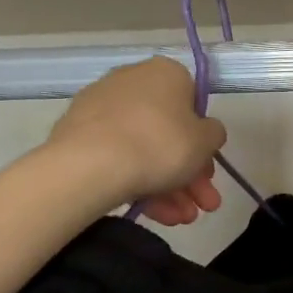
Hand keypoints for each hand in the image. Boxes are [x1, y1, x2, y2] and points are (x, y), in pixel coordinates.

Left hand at [50, 58, 227, 225]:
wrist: (90, 165)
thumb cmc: (160, 144)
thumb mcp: (206, 141)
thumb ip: (214, 134)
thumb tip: (205, 131)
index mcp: (166, 73)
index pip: (193, 104)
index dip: (203, 142)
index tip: (207, 172)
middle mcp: (132, 81)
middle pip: (168, 133)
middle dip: (188, 174)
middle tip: (201, 206)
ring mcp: (101, 107)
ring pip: (144, 149)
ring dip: (168, 187)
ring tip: (179, 219)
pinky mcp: (78, 134)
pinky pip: (118, 157)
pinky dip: (137, 183)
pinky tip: (154, 214)